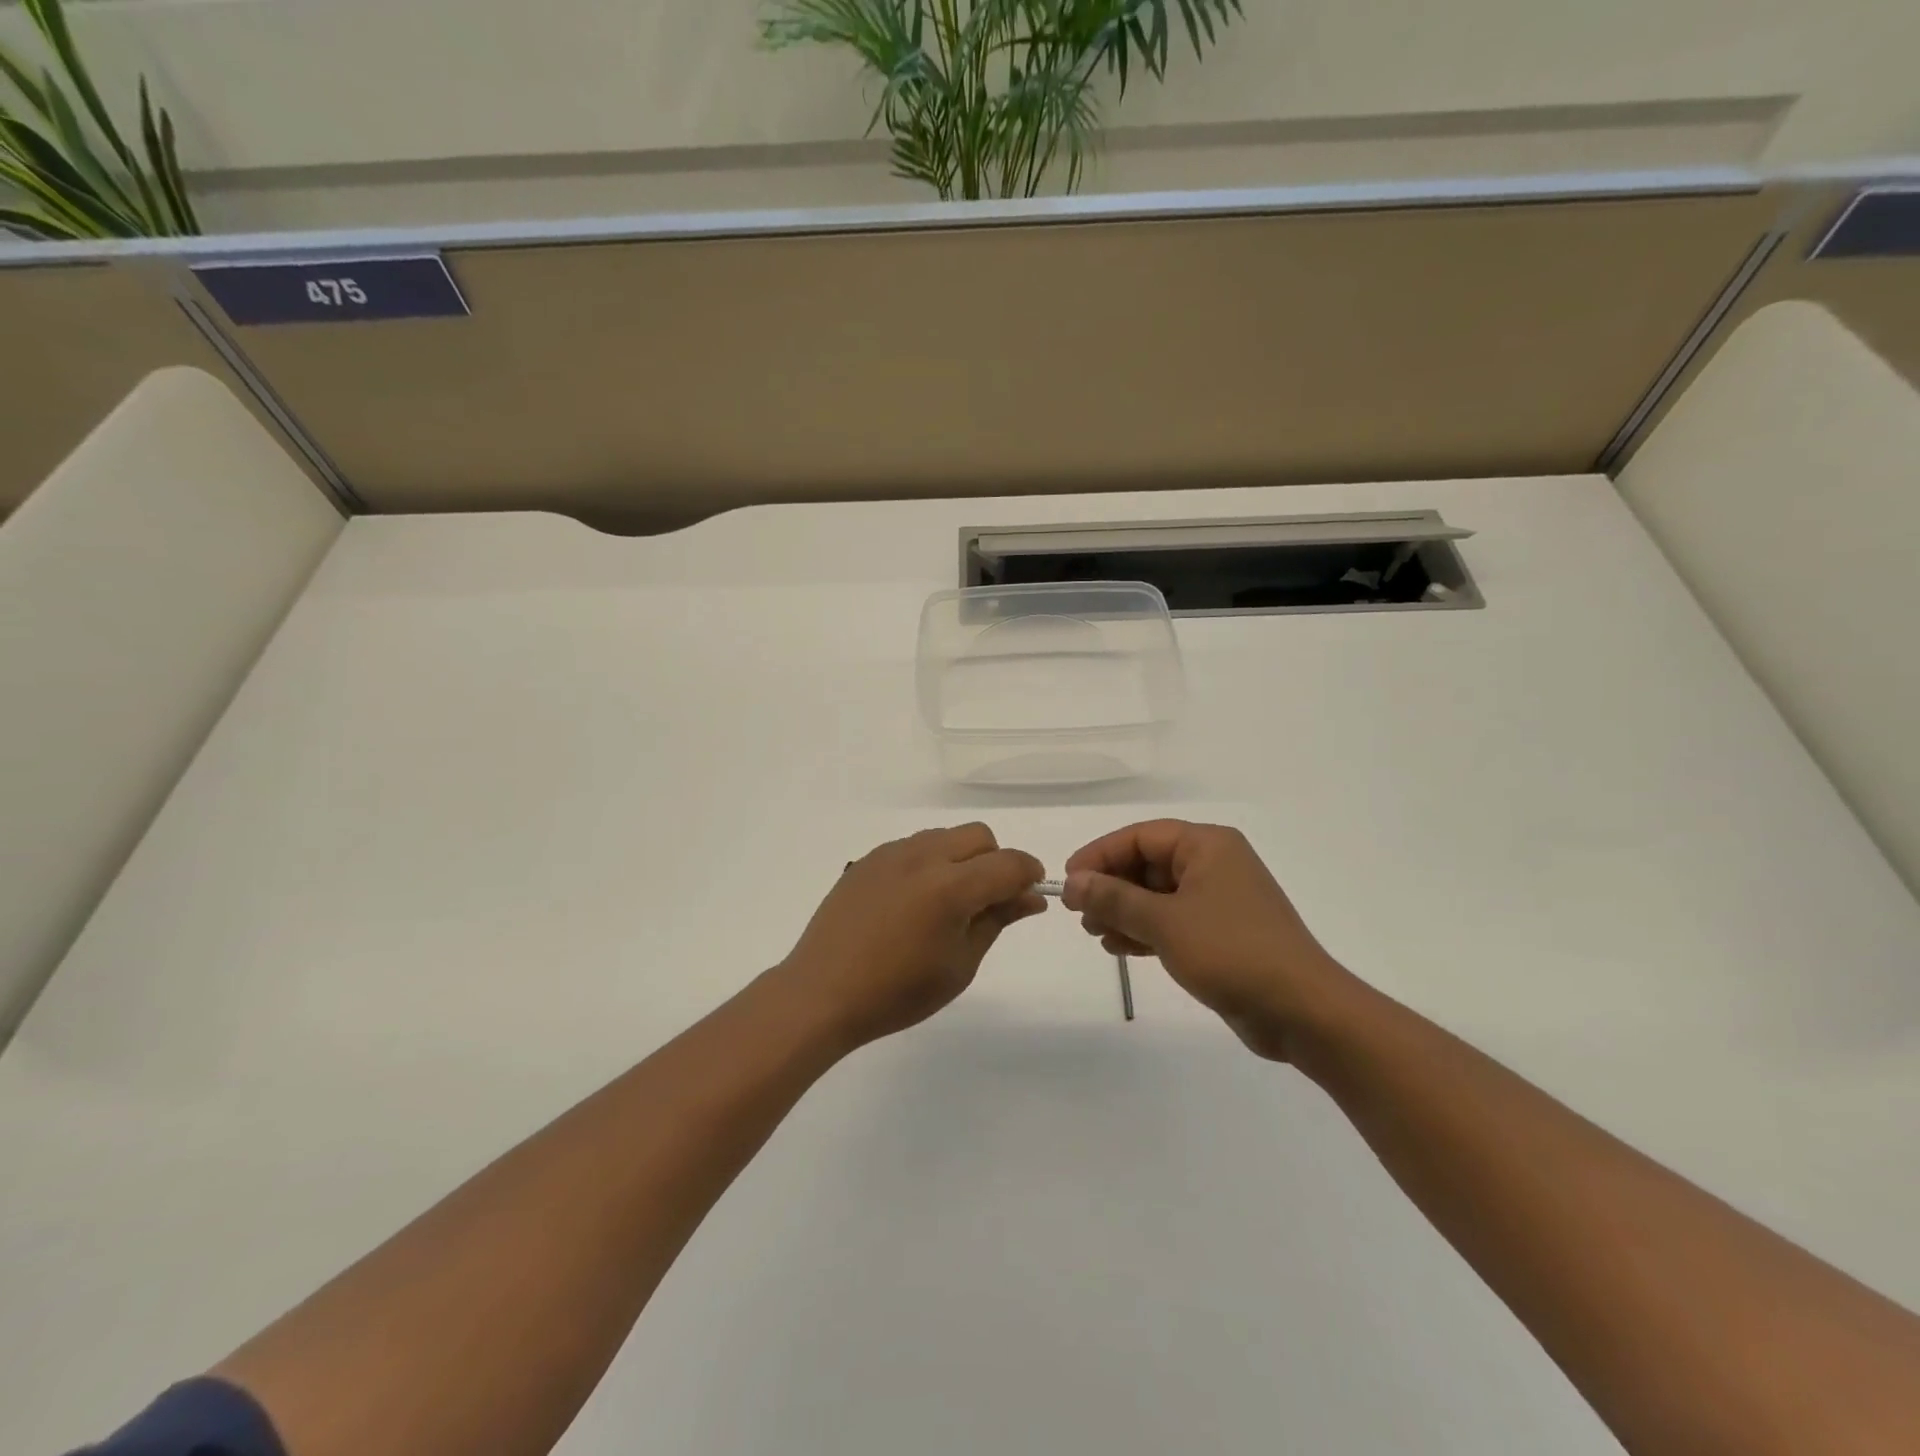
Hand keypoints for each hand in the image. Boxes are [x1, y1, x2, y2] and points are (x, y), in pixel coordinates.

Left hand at [778, 824, 1045, 1049]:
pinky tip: (915, 900)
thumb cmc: (897, 992)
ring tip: (948, 902)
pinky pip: (914, 846)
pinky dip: (930, 861)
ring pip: (945, 835)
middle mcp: (923, 856)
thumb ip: (997, 920)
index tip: (1030, 896)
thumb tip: (1031, 897)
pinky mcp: (869, 859)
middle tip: (988, 901)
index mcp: (951, 886)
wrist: (822, 993)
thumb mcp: (959, 965)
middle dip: (995, 861)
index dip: (1029, 875)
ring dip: (962, 858)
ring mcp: (892, 853)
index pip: (1008, 863)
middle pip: (979, 836)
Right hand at [1063, 820, 1356, 1060]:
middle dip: (1110, 887)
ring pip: (1157, 895)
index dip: (1100, 855)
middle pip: (1147, 864)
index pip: (1140, 836)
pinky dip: (1144, 930)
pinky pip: (1171, 920)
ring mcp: (1219, 900)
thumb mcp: (1164, 921)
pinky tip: (1118, 948)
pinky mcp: (1221, 933)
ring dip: (1123, 911)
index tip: (1068, 879)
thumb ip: (1114, 898)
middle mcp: (1214, 864)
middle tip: (1078, 913)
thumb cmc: (1231, 951)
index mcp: (1207, 845)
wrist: (1302, 1010)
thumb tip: (1073, 881)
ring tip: (1094, 933)